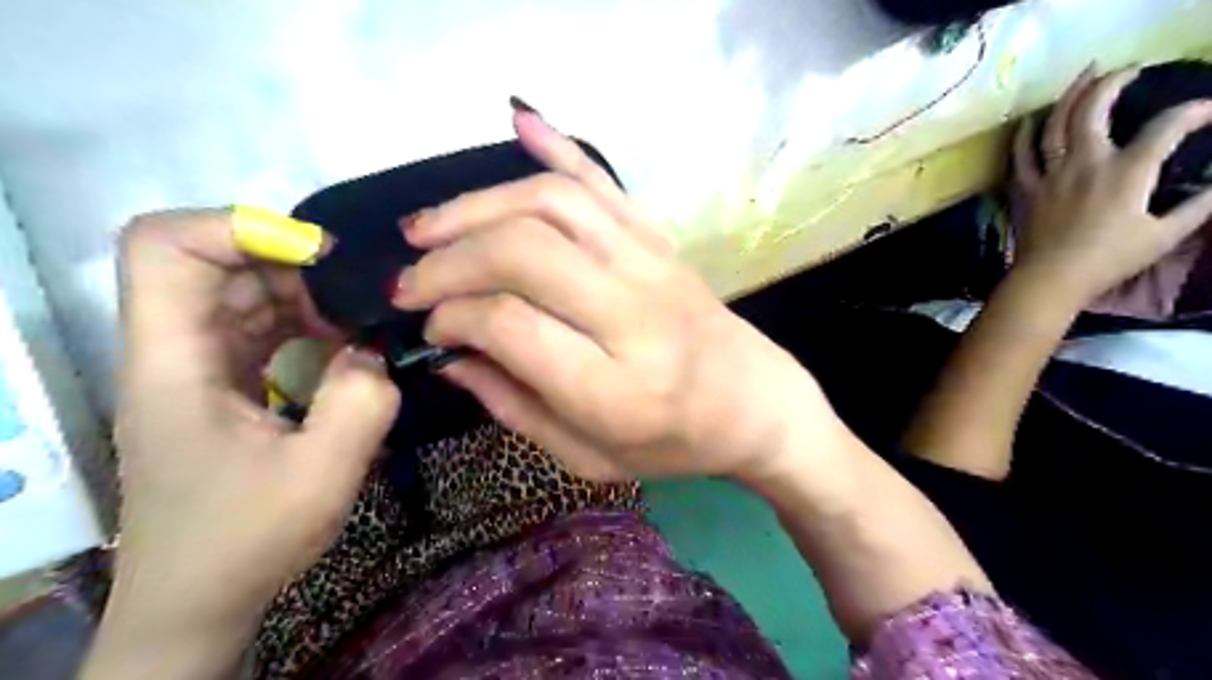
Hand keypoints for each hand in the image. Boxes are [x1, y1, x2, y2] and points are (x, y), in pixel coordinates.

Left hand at [109, 208, 400, 636]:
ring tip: (357, 322)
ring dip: (302, 294)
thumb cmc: (245, 540)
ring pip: (238, 293)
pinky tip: (344, 348)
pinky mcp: (221, 388)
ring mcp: (196, 370)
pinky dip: (303, 324)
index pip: (164, 247)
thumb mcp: (321, 475)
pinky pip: (258, 329)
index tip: (317, 257)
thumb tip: (373, 350)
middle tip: (354, 293)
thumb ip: (362, 401)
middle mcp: (173, 354)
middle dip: (288, 262)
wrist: (197, 603)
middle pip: (210, 261)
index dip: (237, 227)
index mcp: (173, 364)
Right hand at [394, 113, 846, 483]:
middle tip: (411, 279)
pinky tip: (518, 120)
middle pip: (523, 252)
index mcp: (614, 388)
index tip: (431, 328)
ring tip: (429, 227)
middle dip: (449, 258)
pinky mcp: (662, 241)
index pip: (509, 323)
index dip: (452, 316)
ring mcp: (652, 266)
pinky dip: (558, 147)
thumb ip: (515, 407)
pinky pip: (605, 182)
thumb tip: (450, 355)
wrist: (755, 404)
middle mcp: (634, 315)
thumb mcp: (589, 456)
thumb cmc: (673, 444)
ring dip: (479, 205)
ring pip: (553, 204)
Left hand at [1009, 67, 1210, 301]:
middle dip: (1113, 82)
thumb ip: (1197, 206)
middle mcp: (1086, 163)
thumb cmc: (1109, 260)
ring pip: (1054, 125)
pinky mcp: (1027, 189)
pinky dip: (1025, 134)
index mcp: (1127, 171)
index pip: (1167, 126)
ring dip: (1070, 95)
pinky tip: (1031, 120)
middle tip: (1128, 70)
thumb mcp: (1165, 235)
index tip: (1208, 111)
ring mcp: (1051, 174)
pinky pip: (1021, 155)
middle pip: (1094, 110)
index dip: (1194, 112)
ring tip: (1084, 75)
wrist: (1050, 279)